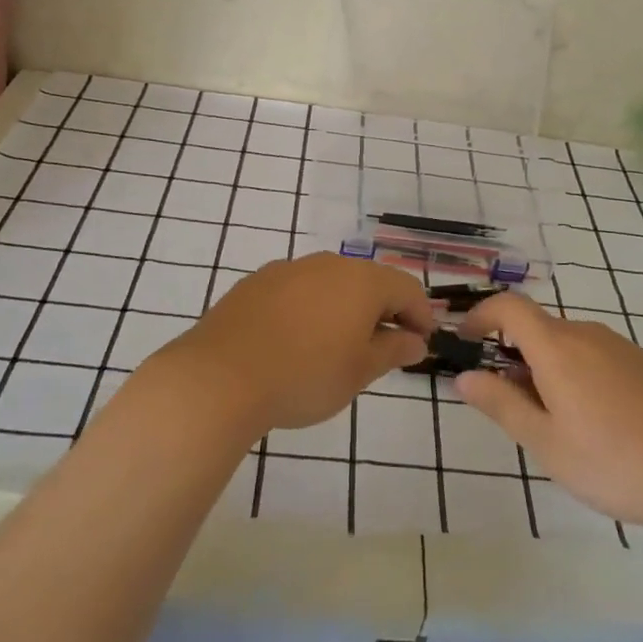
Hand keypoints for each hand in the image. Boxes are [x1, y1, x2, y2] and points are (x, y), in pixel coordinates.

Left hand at [159, 253, 431, 434]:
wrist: (220, 377)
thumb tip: (416, 340)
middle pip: (369, 281)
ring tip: (339, 346)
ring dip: (345, 308)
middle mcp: (328, 264)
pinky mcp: (256, 282)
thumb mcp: (359, 372)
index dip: (421, 314)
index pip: (406, 288)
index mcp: (361, 281)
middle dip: (383, 311)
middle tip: (384, 348)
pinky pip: (297, 290)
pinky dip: (310, 309)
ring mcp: (289, 269)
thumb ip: (393, 351)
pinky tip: (297, 340)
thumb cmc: (305, 376)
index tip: (422, 343)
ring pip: (331, 283)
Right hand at [455, 291, 642, 532]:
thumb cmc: (613, 462)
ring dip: (545, 368)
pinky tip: (594, 422)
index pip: (509, 307)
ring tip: (554, 423)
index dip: (481, 315)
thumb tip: (464, 376)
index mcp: (558, 347)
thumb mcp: (546, 442)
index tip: (465, 341)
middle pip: (538, 328)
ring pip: (566, 344)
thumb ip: (501, 404)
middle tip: (511, 406)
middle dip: (513, 356)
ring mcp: (619, 346)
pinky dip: (575, 373)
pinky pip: (594, 355)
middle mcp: (587, 334)